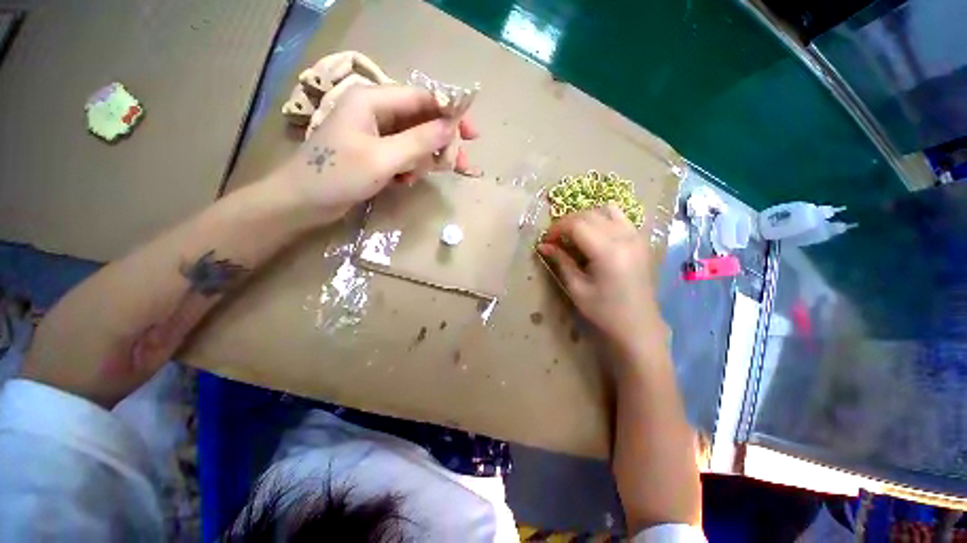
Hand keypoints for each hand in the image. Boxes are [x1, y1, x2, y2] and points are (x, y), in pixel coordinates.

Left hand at [273, 85, 478, 220]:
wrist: (304, 201)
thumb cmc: (338, 175)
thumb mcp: (383, 159)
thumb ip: (419, 141)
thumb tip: (451, 128)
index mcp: (373, 100)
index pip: (422, 98)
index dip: (450, 113)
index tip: (471, 134)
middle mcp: (376, 111)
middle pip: (421, 120)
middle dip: (440, 143)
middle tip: (458, 165)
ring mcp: (376, 132)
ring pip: (415, 140)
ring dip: (425, 159)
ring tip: (419, 177)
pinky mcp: (376, 151)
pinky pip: (404, 153)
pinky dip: (411, 167)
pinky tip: (406, 181)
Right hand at [537, 204, 663, 350]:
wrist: (638, 326)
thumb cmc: (604, 311)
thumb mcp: (577, 288)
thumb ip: (561, 261)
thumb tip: (543, 246)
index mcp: (608, 251)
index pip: (576, 224)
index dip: (556, 228)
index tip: (546, 241)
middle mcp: (625, 237)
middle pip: (590, 214)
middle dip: (567, 222)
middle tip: (556, 239)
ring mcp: (636, 236)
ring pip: (606, 210)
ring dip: (586, 217)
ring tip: (574, 234)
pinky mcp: (641, 241)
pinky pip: (621, 217)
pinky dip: (603, 219)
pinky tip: (595, 235)